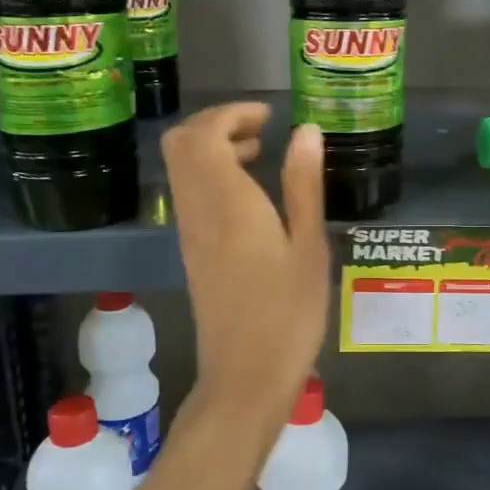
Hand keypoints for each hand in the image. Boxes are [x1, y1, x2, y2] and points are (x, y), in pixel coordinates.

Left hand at [162, 103, 329, 416]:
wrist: (245, 376)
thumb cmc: (289, 313)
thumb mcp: (309, 247)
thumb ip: (303, 184)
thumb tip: (305, 131)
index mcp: (227, 203)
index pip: (204, 134)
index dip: (231, 113)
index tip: (268, 115)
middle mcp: (198, 210)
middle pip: (180, 143)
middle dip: (215, 123)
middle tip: (260, 130)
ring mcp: (189, 232)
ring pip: (181, 168)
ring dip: (212, 148)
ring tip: (260, 154)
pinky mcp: (191, 251)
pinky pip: (189, 193)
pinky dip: (211, 175)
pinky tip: (249, 194)